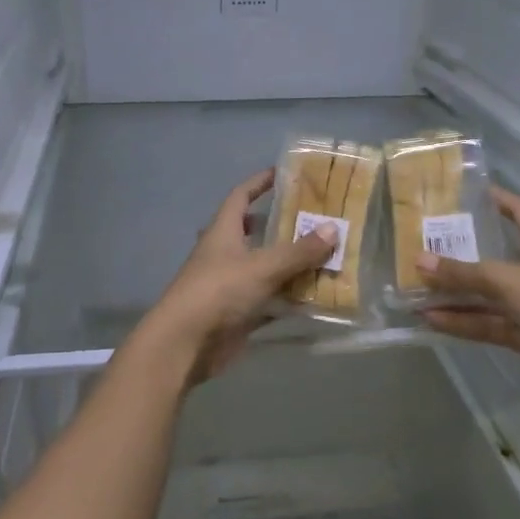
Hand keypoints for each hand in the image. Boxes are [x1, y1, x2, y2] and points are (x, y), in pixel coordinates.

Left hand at [147, 169, 337, 383]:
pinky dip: (290, 297)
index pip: (241, 196)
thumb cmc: (219, 292)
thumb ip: (298, 251)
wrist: (186, 344)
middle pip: (255, 232)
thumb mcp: (262, 267)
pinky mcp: (238, 313)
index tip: (285, 174)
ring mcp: (231, 284)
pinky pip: (270, 299)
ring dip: (292, 263)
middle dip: (283, 225)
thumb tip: (333, 229)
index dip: (260, 183)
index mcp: (223, 232)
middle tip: (317, 219)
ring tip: (328, 255)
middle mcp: (225, 253)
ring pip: (266, 267)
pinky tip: (318, 295)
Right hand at [418, 186, 519, 398]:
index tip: (473, 192)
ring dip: (454, 294)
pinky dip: (460, 321)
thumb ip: (462, 273)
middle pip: (494, 256)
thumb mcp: (505, 280)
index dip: (501, 200)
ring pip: (484, 294)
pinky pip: (484, 322)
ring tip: (416, 289)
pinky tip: (431, 320)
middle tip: (427, 243)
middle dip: (462, 252)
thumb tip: (419, 260)